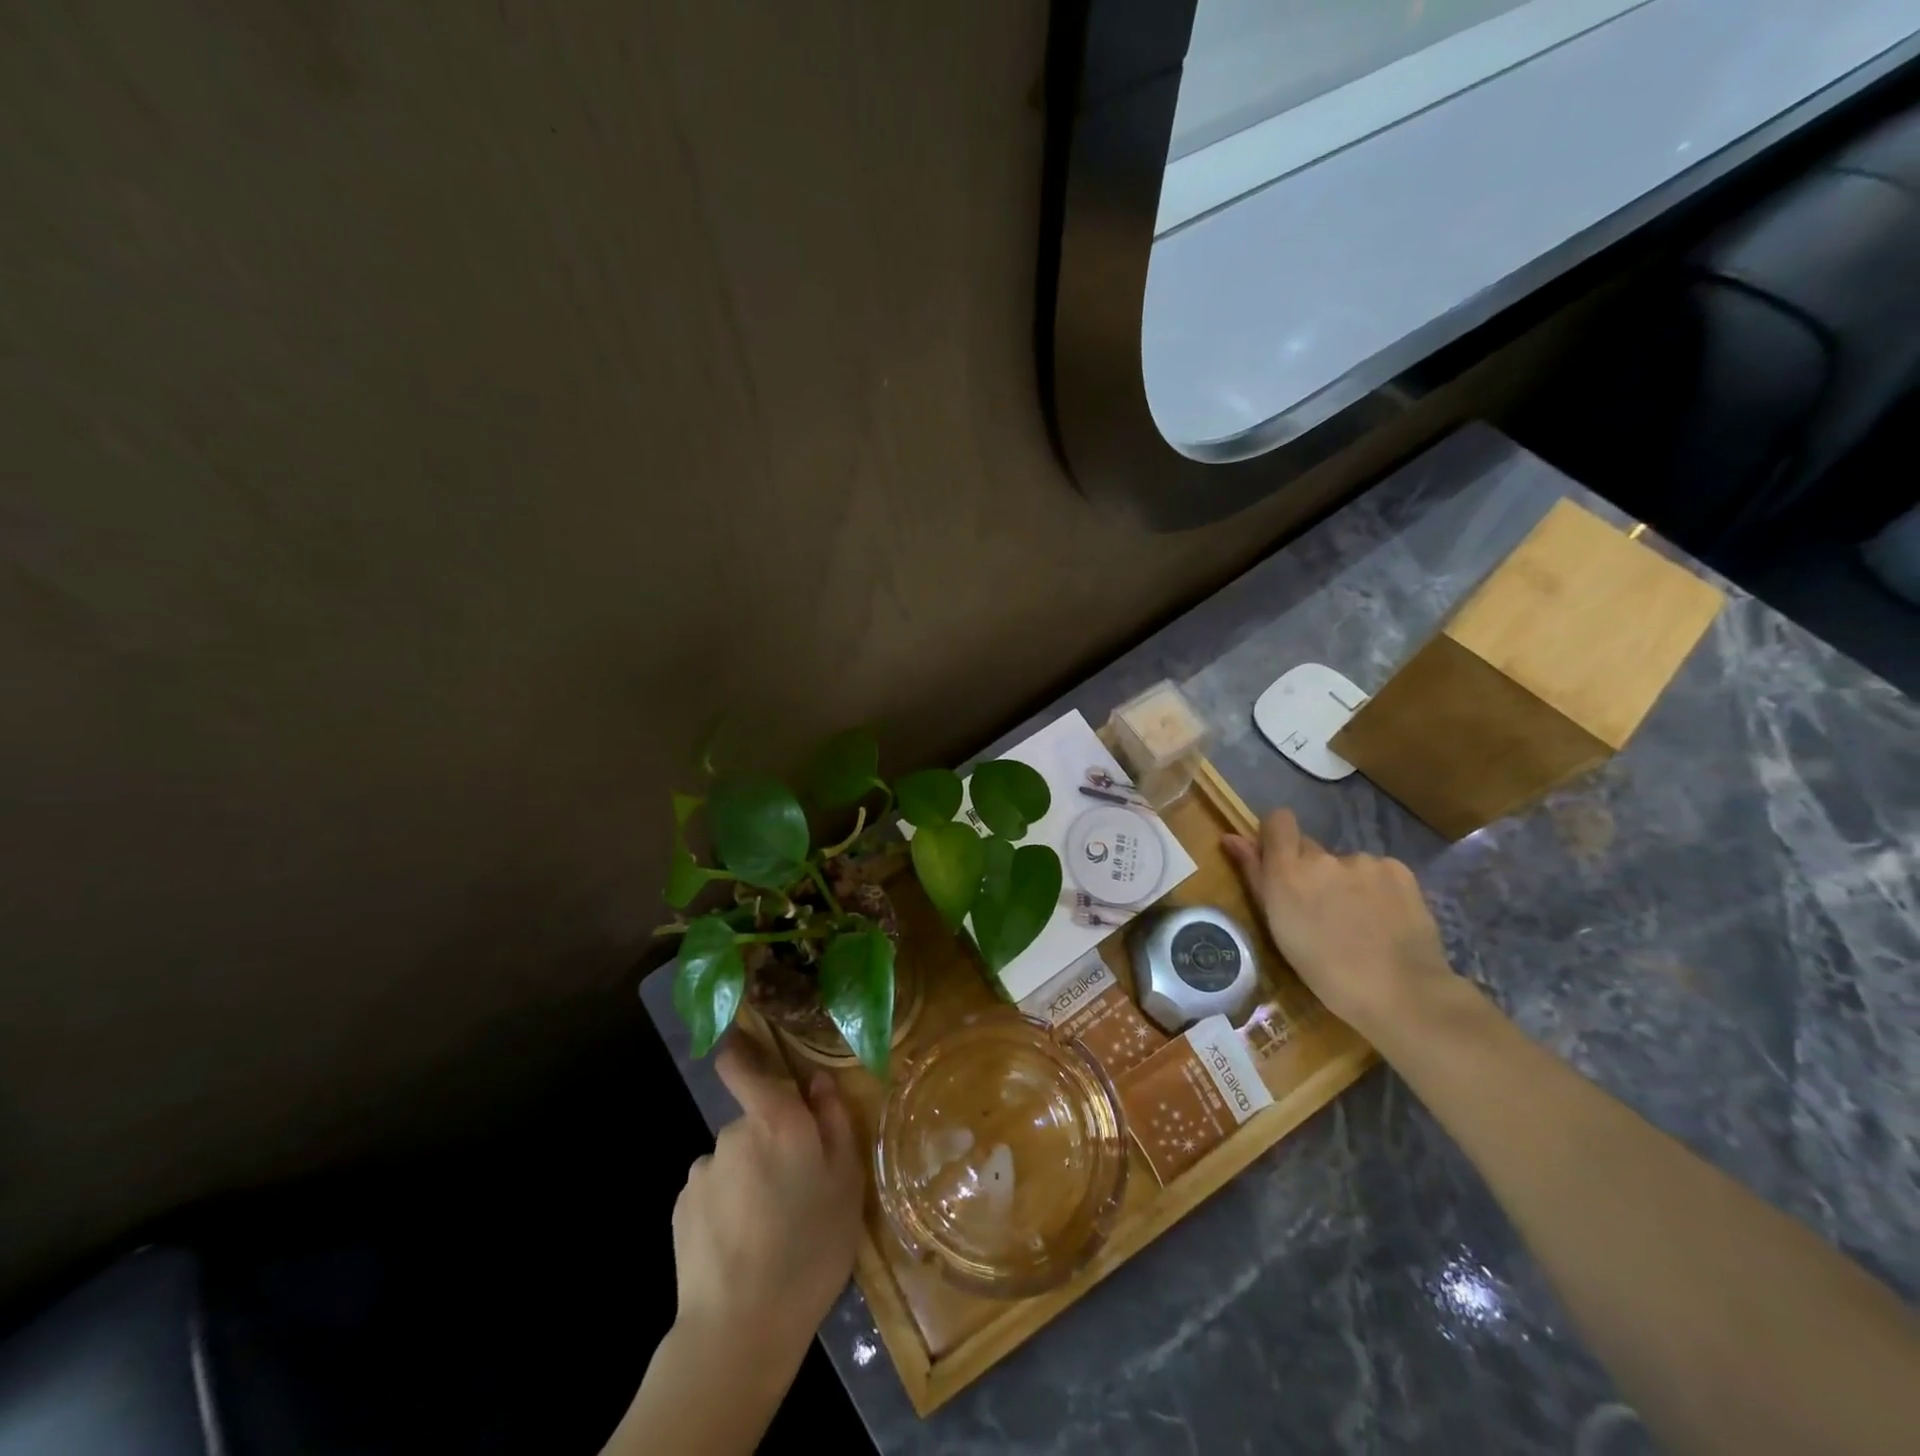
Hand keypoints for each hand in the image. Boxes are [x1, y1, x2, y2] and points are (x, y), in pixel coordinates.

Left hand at [670, 1033, 863, 1372]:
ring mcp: (703, 1171)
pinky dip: (725, 1206)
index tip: (744, 1048)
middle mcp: (732, 1133)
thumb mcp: (846, 1182)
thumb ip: (834, 1121)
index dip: (740, 1052)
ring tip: (768, 1227)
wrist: (740, 1328)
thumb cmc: (810, 1248)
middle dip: (770, 1143)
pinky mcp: (681, 1208)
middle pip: (753, 1122)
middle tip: (795, 1188)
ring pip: (733, 1160)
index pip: (743, 1066)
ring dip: (748, 1177)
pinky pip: (712, 1191)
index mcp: (776, 1120)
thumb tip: (817, 1081)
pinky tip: (740, 1244)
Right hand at [1224, 809, 1454, 1040]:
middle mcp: (1323, 857)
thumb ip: (1255, 875)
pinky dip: (1377, 889)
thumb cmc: (1325, 971)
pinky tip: (1384, 919)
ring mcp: (1364, 861)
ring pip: (1345, 864)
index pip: (1278, 821)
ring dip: (1345, 883)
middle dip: (1311, 872)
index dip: (1277, 836)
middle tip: (1322, 911)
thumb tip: (1230, 837)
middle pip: (1310, 849)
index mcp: (1288, 871)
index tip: (1279, 862)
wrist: (1401, 994)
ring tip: (1359, 923)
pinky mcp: (1398, 870)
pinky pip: (1377, 871)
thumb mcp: (1278, 927)